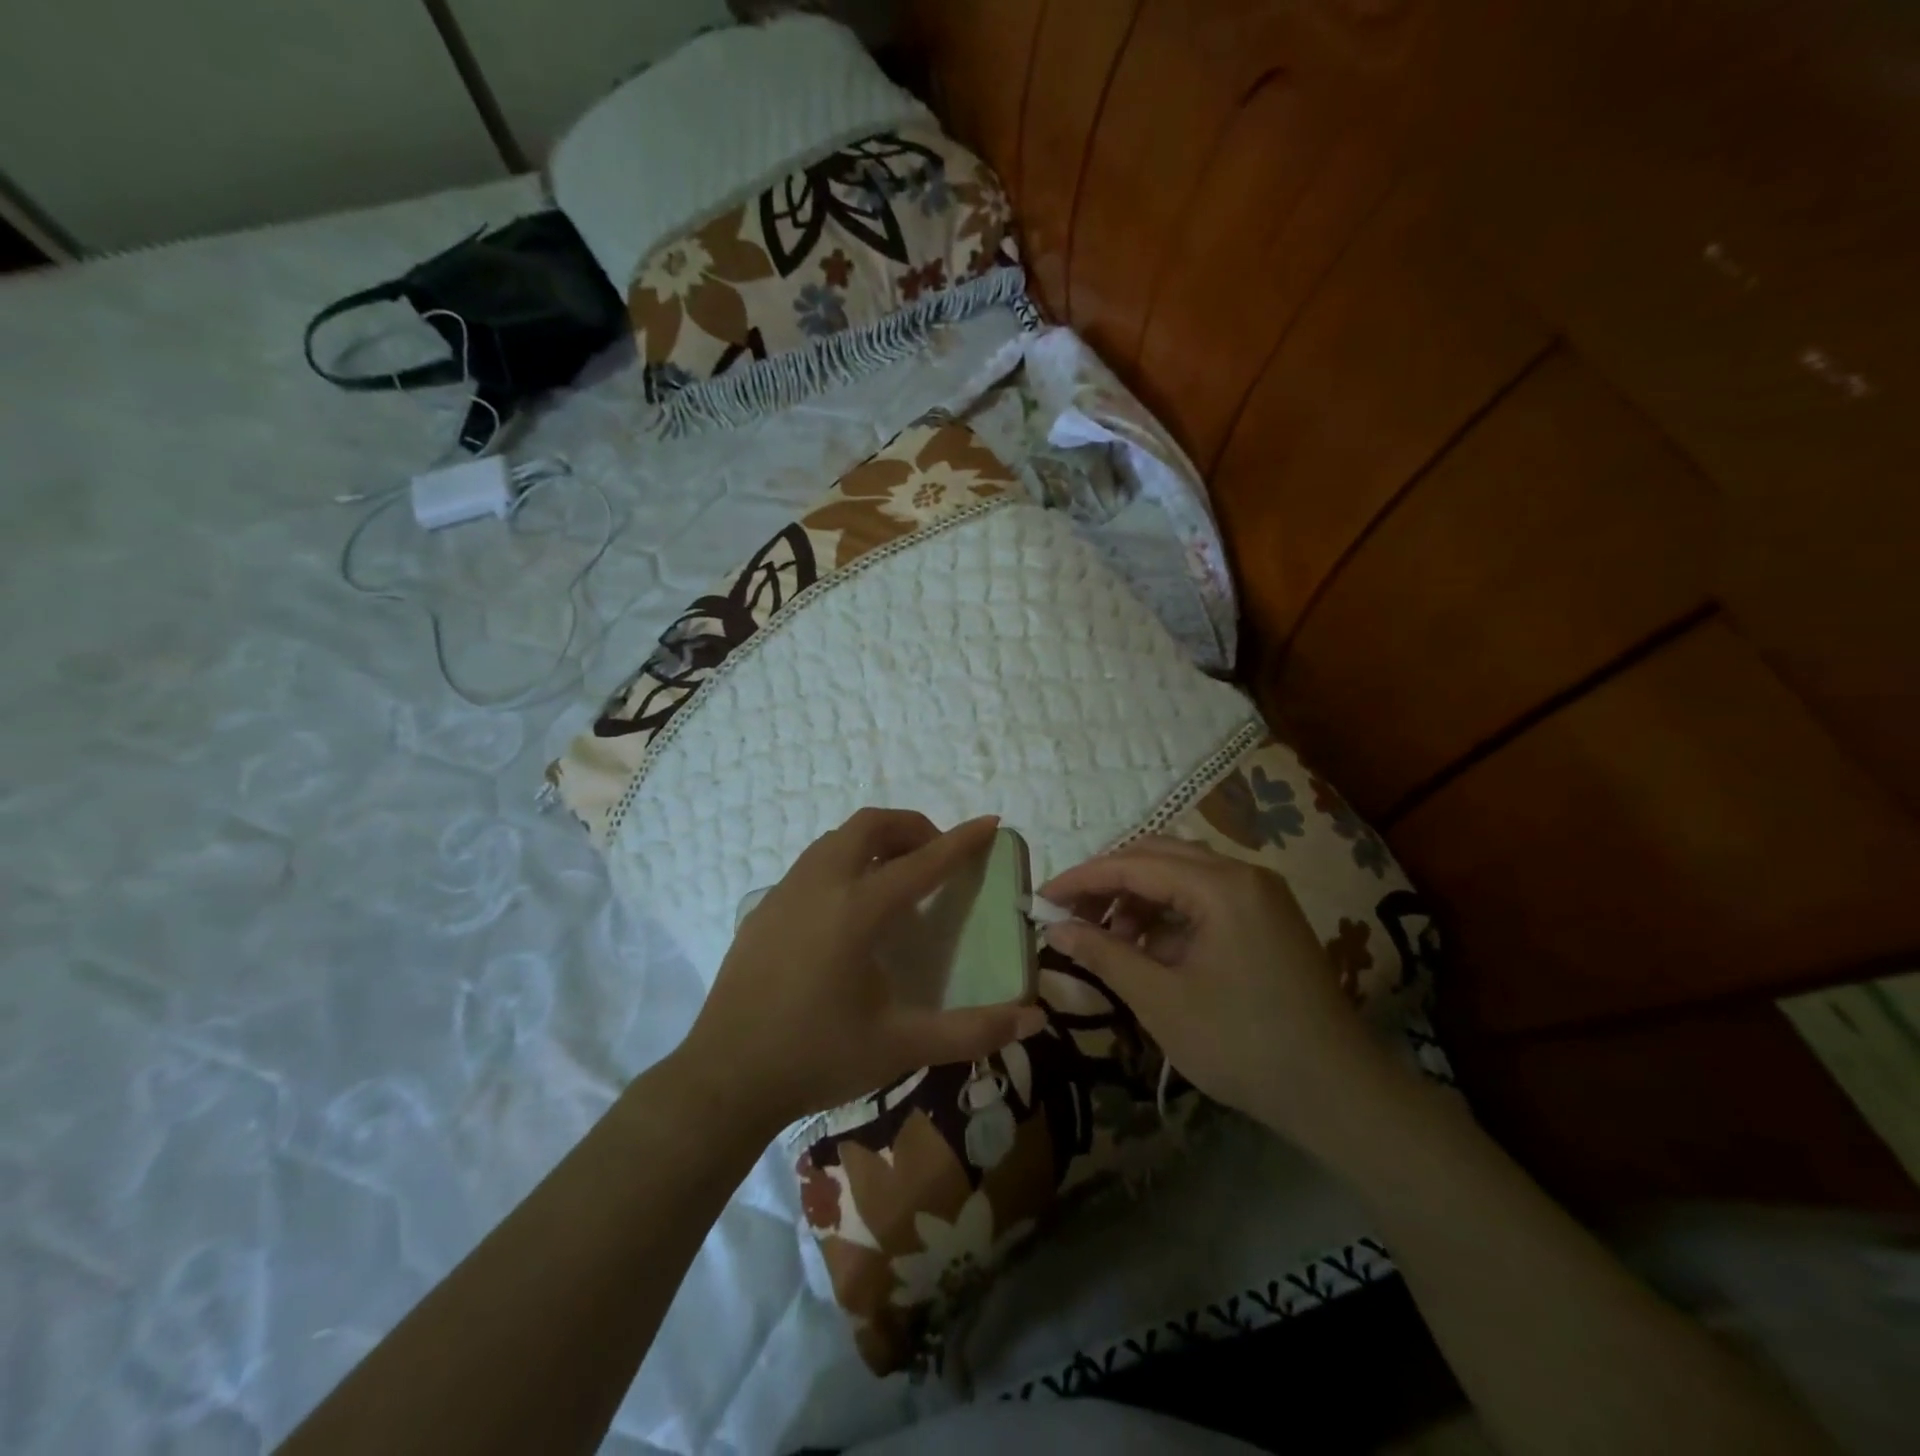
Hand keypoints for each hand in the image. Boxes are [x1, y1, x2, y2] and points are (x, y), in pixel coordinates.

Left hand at [678, 809, 1046, 1133]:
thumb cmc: (817, 1058)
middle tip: (937, 856)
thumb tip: (1031, 1020)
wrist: (724, 1079)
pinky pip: (812, 864)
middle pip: (870, 825)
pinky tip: (849, 910)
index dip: (961, 841)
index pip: (922, 862)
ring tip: (898, 878)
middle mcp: (820, 885)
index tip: (989, 823)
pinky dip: (844, 862)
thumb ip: (970, 1031)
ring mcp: (785, 893)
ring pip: (836, 839)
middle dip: (912, 827)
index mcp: (857, 909)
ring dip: (875, 842)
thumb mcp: (901, 1046)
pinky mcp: (763, 909)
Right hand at [1041, 836, 1399, 1150]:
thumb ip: (1104, 954)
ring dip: (1137, 897)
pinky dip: (1167, 915)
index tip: (1040, 900)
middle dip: (1108, 882)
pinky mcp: (1266, 917)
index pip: (1134, 864)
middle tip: (1069, 914)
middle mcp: (1243, 874)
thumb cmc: (1243, 1045)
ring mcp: (1260, 894)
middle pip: (1157, 855)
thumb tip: (1055, 928)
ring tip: (1108, 938)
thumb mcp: (1161, 1000)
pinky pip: (1203, 897)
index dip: (1081, 879)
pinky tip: (1147, 949)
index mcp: (1221, 886)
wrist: (1338, 1094)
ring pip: (1180, 874)